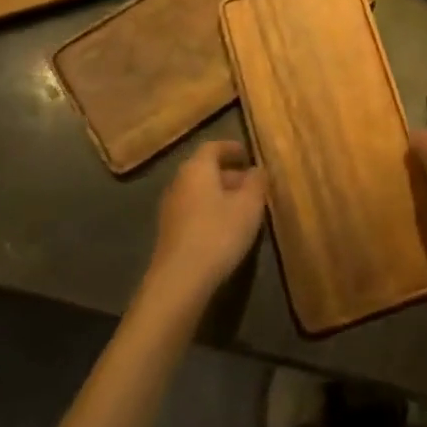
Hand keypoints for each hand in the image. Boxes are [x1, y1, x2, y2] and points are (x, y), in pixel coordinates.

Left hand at [145, 141, 266, 304]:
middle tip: (252, 185)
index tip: (248, 155)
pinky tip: (225, 230)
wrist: (179, 280)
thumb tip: (258, 169)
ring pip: (199, 191)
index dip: (232, 148)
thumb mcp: (249, 206)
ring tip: (243, 209)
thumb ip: (256, 182)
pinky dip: (210, 212)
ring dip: (220, 195)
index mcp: (197, 168)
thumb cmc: (218, 233)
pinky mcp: (168, 232)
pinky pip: (193, 211)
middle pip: (205, 169)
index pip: (214, 147)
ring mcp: (170, 208)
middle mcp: (179, 181)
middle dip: (230, 174)